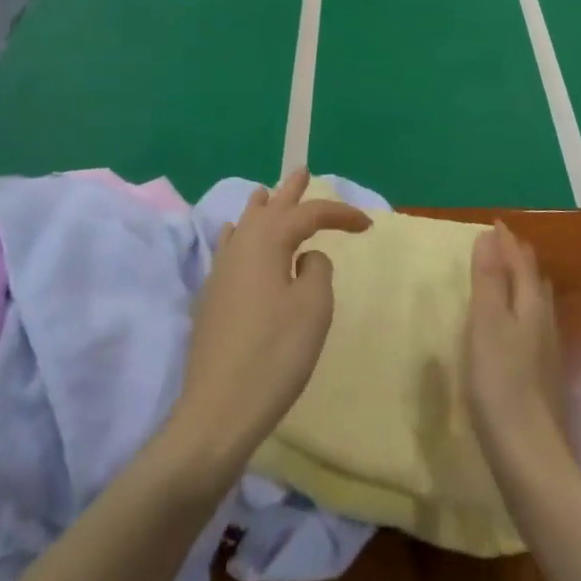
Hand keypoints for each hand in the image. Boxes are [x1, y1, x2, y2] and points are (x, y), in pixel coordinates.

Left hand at [172, 169, 370, 472]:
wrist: (219, 408)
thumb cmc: (275, 353)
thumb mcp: (313, 308)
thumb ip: (317, 270)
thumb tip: (306, 258)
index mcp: (268, 242)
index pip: (309, 215)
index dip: (340, 214)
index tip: (368, 225)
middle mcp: (241, 246)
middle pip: (270, 209)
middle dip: (291, 192)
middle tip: (303, 172)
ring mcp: (221, 271)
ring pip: (245, 225)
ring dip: (263, 208)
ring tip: (268, 193)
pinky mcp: (212, 296)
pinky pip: (228, 247)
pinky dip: (238, 234)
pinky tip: (233, 233)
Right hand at [464, 222, 566, 467]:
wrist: (528, 451)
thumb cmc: (501, 381)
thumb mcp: (486, 323)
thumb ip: (487, 280)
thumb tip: (490, 236)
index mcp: (530, 306)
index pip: (521, 262)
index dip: (507, 242)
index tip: (494, 223)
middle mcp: (544, 322)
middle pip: (534, 280)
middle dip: (518, 259)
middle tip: (501, 245)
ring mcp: (546, 351)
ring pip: (536, 304)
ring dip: (521, 284)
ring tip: (505, 277)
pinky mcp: (540, 375)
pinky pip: (532, 325)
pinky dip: (520, 310)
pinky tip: (512, 327)